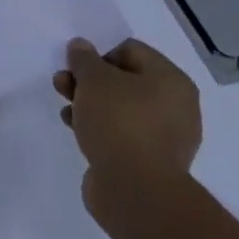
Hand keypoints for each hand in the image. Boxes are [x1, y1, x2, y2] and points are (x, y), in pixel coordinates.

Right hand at [53, 38, 201, 221]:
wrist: (136, 192)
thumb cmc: (119, 123)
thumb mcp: (94, 80)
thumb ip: (84, 59)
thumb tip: (81, 46)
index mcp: (171, 81)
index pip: (131, 50)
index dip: (99, 53)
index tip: (77, 67)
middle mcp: (176, 107)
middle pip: (124, 80)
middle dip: (89, 81)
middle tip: (63, 84)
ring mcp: (165, 138)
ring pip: (120, 108)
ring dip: (89, 104)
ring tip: (65, 110)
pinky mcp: (150, 162)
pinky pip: (121, 134)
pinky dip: (98, 128)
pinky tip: (76, 131)